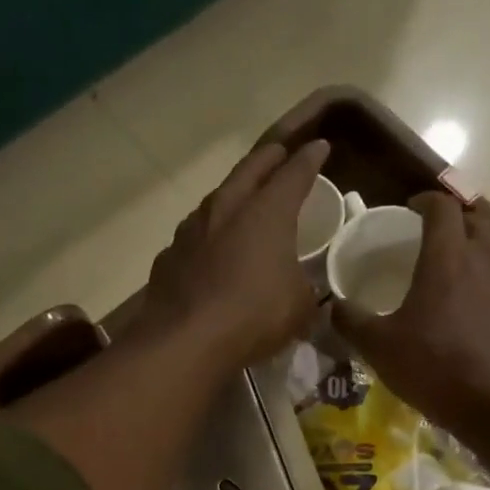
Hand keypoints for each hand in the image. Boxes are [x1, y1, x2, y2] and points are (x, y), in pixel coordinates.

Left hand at [137, 139, 329, 367]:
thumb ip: (305, 289)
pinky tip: (209, 249)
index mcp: (267, 213)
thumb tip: (303, 289)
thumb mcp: (299, 307)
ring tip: (242, 199)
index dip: (310, 160)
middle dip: (268, 159)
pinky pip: (194, 235)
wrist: (186, 340)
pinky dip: (208, 235)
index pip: (294, 173)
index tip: (320, 148)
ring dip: (233, 194)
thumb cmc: (254, 317)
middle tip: (279, 154)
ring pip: (216, 199)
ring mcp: (191, 230)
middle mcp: (227, 208)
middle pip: (249, 170)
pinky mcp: (169, 256)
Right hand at [332, 192, 489, 432]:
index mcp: (448, 259)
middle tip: (436, 244)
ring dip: (478, 262)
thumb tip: (333, 306)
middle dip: (456, 226)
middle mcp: (488, 264)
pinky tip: (483, 328)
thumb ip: (352, 321)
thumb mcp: (379, 348)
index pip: (442, 207)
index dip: (425, 202)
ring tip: (459, 287)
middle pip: (477, 225)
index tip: (412, 210)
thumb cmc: (433, 369)